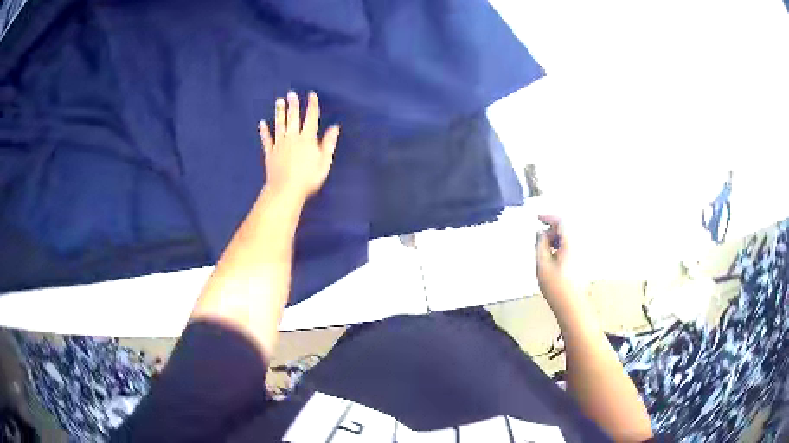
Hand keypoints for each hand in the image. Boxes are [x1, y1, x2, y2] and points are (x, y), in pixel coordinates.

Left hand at [258, 91, 339, 200]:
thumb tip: (335, 127)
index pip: (311, 118)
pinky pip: (267, 140)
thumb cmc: (308, 178)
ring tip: (279, 101)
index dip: (312, 105)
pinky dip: (264, 131)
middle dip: (293, 105)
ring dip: (279, 112)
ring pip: (279, 125)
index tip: (311, 95)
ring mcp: (279, 145)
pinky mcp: (270, 153)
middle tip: (291, 93)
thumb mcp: (324, 162)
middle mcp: (293, 138)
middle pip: (293, 118)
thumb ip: (329, 143)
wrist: (286, 190)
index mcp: (307, 139)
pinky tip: (261, 123)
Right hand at [536, 215, 576, 305]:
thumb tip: (540, 233)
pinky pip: (574, 245)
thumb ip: (540, 244)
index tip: (538, 218)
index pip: (562, 221)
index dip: (549, 217)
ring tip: (546, 249)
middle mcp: (581, 244)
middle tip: (540, 239)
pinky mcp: (585, 261)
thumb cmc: (557, 286)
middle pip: (567, 227)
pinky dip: (564, 245)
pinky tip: (555, 257)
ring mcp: (585, 253)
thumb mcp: (542, 264)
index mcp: (572, 242)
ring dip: (558, 238)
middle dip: (553, 229)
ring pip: (571, 237)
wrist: (573, 306)